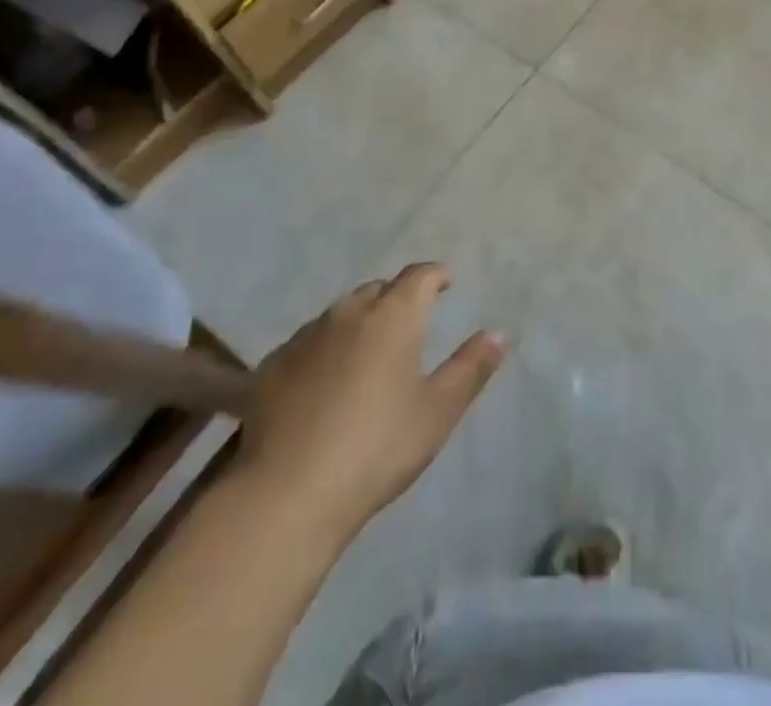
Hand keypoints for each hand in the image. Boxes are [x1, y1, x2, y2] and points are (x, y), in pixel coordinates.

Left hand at [235, 263, 506, 543]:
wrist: (285, 494)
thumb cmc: (376, 448)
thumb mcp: (437, 412)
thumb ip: (470, 368)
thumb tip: (498, 333)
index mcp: (394, 316)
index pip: (419, 276)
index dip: (436, 275)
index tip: (446, 281)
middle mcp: (349, 313)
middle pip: (378, 289)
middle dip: (397, 296)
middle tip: (411, 319)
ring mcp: (306, 337)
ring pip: (341, 312)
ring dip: (360, 319)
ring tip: (368, 347)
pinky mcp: (272, 366)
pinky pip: (309, 341)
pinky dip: (325, 347)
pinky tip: (324, 378)